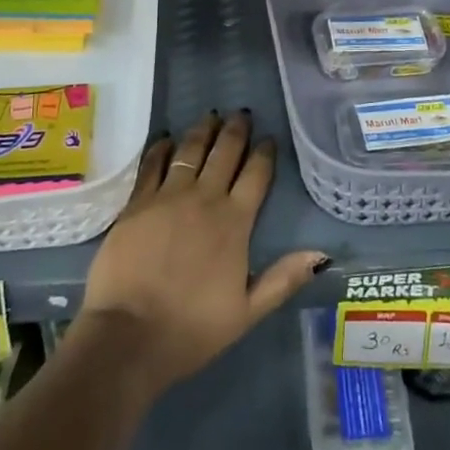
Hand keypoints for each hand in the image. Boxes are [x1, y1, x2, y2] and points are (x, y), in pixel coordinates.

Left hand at [76, 110, 327, 399]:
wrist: (128, 335)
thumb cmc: (191, 329)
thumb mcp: (247, 312)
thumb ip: (283, 279)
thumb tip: (321, 254)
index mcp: (234, 223)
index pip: (256, 176)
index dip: (264, 153)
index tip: (268, 138)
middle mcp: (204, 199)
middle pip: (224, 154)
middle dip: (235, 131)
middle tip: (241, 113)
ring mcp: (167, 197)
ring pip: (190, 151)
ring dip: (203, 131)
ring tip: (211, 116)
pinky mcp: (136, 202)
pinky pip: (152, 164)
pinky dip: (162, 148)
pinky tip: (167, 138)